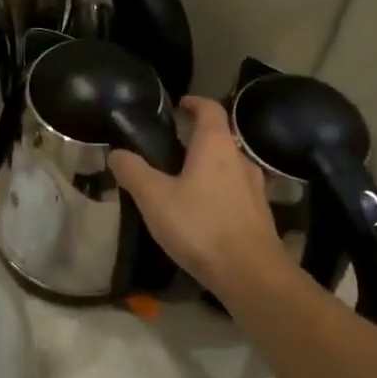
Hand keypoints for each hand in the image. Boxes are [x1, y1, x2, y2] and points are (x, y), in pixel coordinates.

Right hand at [109, 97, 286, 293]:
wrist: (252, 275)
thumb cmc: (201, 226)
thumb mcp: (154, 198)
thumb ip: (133, 171)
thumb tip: (116, 152)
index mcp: (215, 145)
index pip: (209, 108)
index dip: (194, 102)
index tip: (178, 105)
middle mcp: (240, 159)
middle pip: (219, 137)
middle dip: (196, 139)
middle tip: (170, 149)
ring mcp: (255, 188)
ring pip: (228, 166)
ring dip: (208, 167)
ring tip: (183, 183)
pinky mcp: (260, 214)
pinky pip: (236, 192)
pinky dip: (219, 192)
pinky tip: (202, 213)